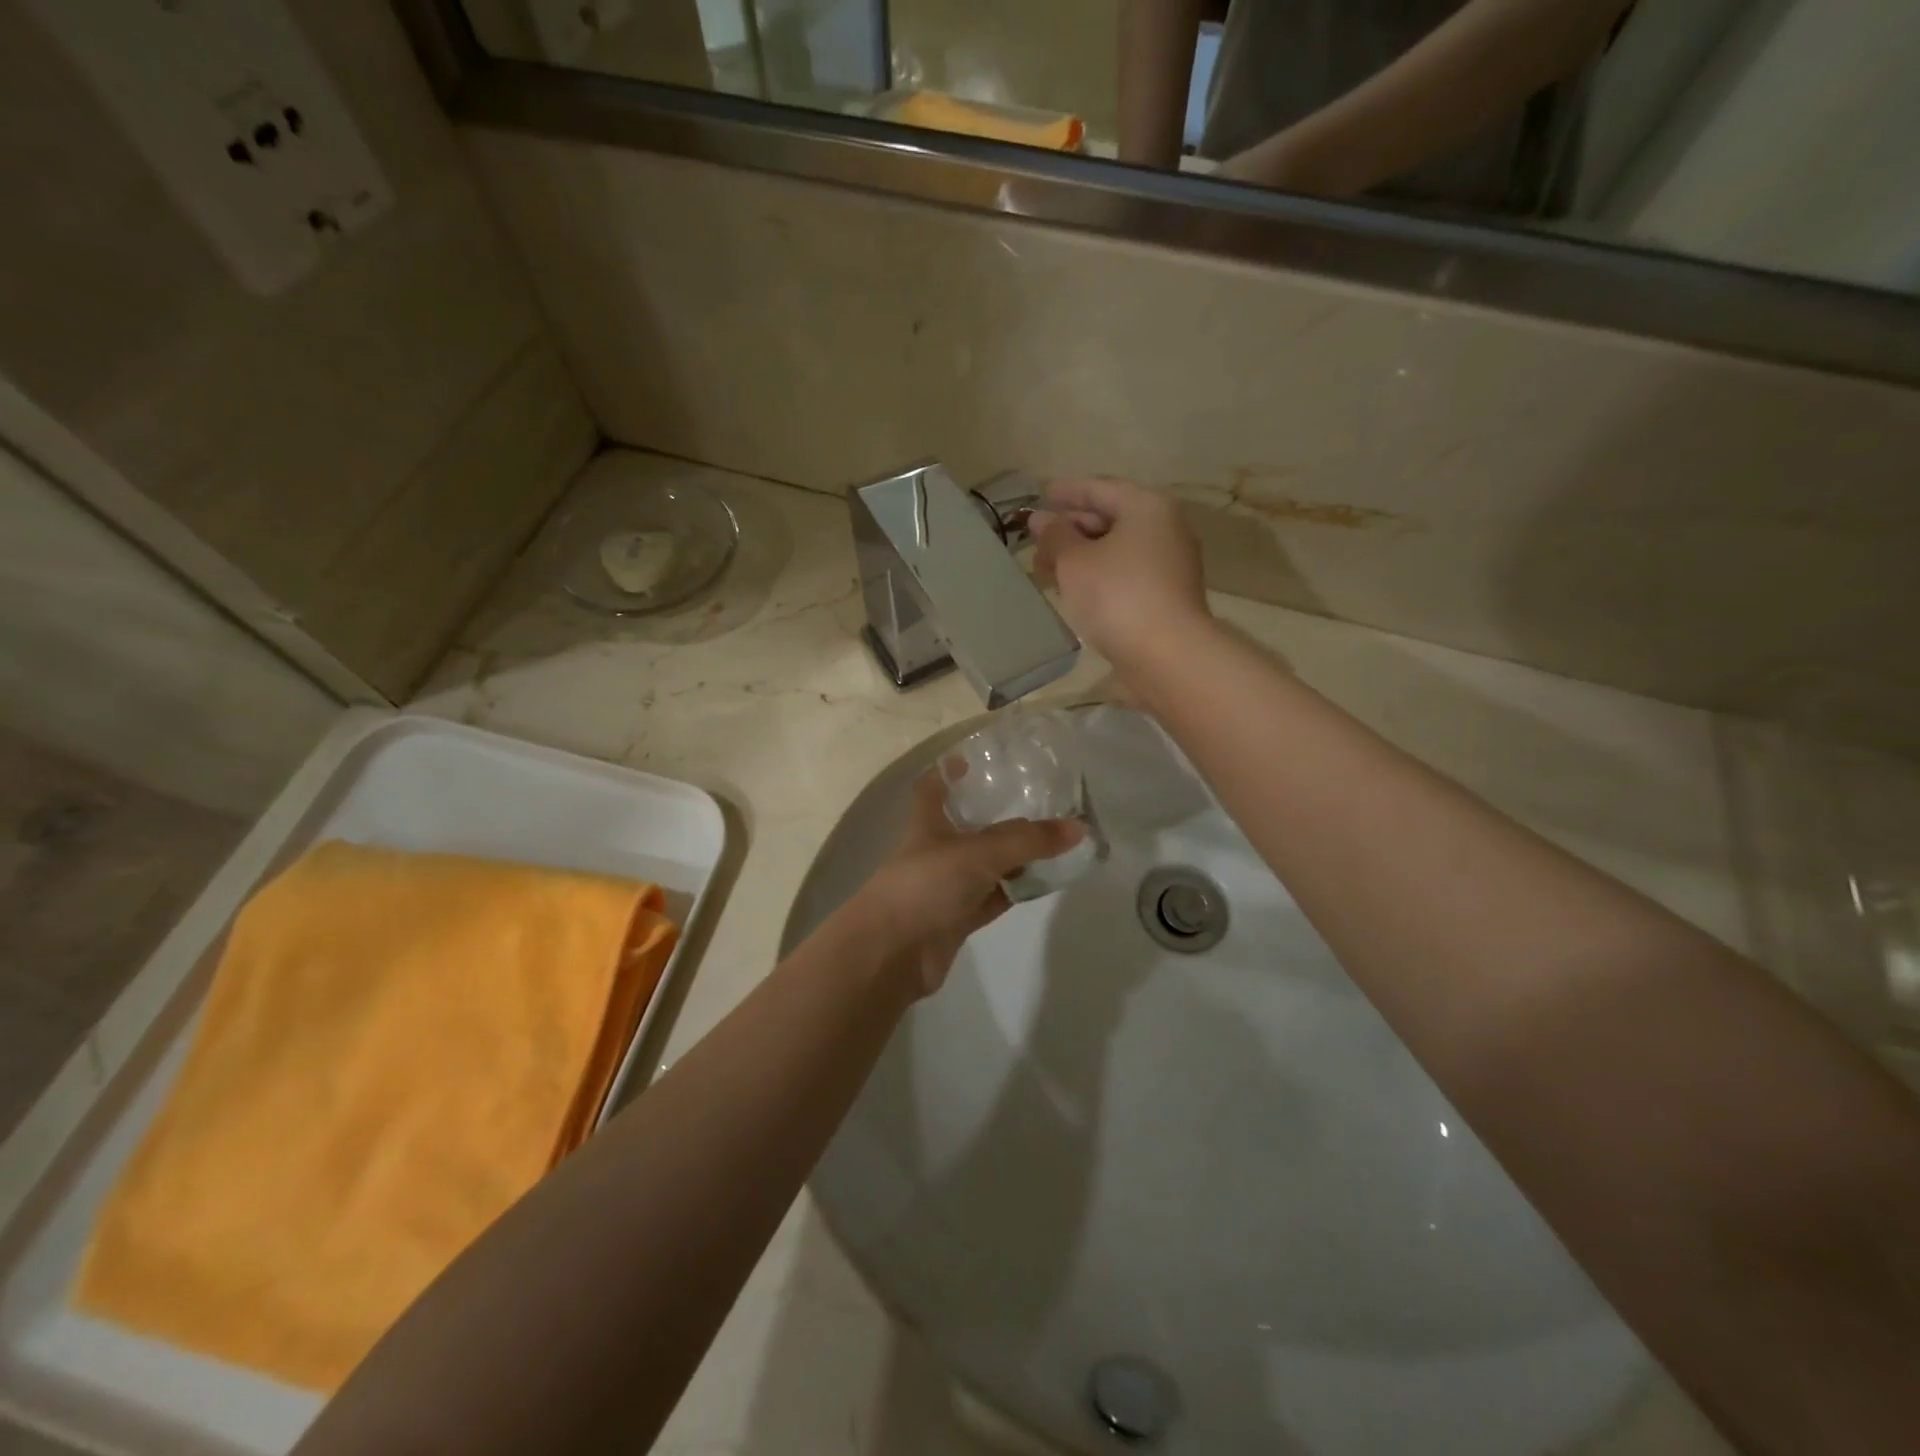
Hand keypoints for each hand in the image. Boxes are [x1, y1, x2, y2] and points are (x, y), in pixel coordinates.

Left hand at [848, 771, 1082, 998]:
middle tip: (1039, 801)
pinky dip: (1015, 889)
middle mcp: (936, 852)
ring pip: (987, 865)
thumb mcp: (979, 853)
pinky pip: (994, 898)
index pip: (933, 789)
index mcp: (928, 824)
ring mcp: (947, 887)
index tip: (969, 760)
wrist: (891, 953)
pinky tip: (1044, 881)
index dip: (947, 773)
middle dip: (997, 816)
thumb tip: (1079, 827)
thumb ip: (1028, 841)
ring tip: (1055, 839)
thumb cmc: (925, 885)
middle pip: (969, 827)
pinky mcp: (958, 919)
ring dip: (1014, 856)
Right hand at [1031, 477, 1211, 679]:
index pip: (1100, 488)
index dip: (1067, 491)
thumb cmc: (1117, 595)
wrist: (1167, 655)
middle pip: (1112, 518)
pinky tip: (1075, 590)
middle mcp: (1165, 529)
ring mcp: (1170, 565)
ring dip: (1082, 555)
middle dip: (1072, 527)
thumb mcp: (1074, 561)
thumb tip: (1041, 520)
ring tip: (1048, 568)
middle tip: (1038, 540)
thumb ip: (1055, 536)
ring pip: (1118, 549)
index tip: (1040, 494)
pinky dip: (1099, 575)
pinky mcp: (1167, 596)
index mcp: (1147, 507)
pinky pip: (1126, 574)